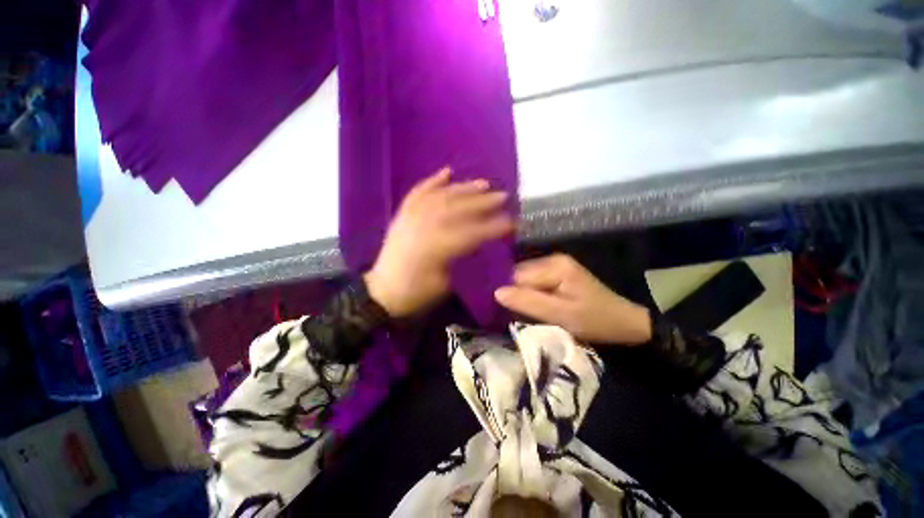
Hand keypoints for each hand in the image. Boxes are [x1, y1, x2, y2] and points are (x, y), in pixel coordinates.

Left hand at [364, 168, 513, 316]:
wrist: (382, 292)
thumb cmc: (417, 293)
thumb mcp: (444, 283)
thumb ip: (460, 257)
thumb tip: (477, 240)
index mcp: (435, 249)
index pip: (471, 233)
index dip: (493, 227)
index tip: (512, 222)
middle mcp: (422, 227)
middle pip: (457, 209)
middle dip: (482, 202)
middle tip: (503, 196)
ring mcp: (410, 218)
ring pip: (440, 196)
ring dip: (463, 188)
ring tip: (483, 183)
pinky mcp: (402, 215)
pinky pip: (418, 193)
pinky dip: (432, 181)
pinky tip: (447, 171)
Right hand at [494, 254, 651, 344]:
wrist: (624, 322)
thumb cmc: (594, 320)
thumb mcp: (561, 315)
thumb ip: (528, 302)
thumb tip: (496, 292)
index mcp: (554, 265)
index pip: (517, 276)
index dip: (509, 293)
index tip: (503, 310)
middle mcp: (552, 259)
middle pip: (519, 275)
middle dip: (515, 293)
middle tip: (514, 313)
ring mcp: (555, 265)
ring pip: (524, 278)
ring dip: (522, 294)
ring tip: (522, 311)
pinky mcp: (557, 273)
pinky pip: (533, 281)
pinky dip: (530, 293)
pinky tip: (533, 305)